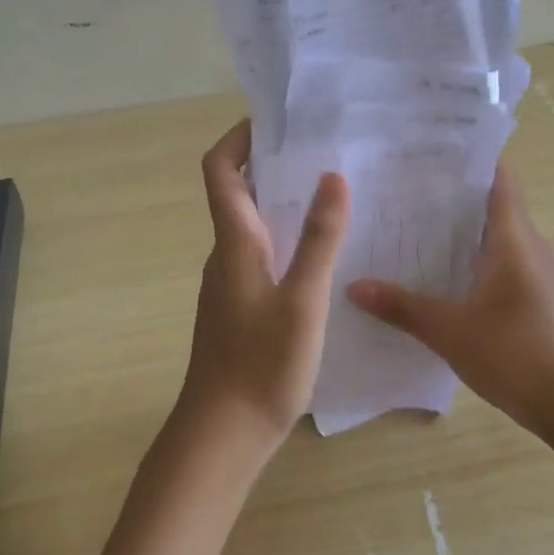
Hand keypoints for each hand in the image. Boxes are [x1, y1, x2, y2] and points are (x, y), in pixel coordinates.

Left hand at [177, 120, 349, 454]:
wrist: (222, 435)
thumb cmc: (261, 365)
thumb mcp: (301, 301)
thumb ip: (319, 240)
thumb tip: (332, 177)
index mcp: (234, 243)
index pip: (220, 171)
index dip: (239, 138)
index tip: (277, 119)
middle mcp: (227, 254)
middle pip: (238, 192)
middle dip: (273, 164)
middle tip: (324, 149)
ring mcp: (232, 282)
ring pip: (254, 225)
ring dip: (284, 201)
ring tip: (334, 192)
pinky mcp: (243, 306)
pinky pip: (264, 254)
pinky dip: (288, 238)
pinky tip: (325, 252)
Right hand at [346, 161, 553, 443]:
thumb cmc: (515, 352)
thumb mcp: (449, 330)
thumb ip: (402, 306)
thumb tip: (353, 286)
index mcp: (512, 236)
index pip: (498, 175)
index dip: (467, 157)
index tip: (427, 150)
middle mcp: (527, 244)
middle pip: (490, 202)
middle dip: (449, 194)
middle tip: (400, 189)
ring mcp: (534, 272)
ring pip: (493, 235)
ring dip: (458, 230)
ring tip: (409, 228)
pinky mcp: (533, 297)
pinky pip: (497, 263)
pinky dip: (468, 259)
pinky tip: (436, 275)